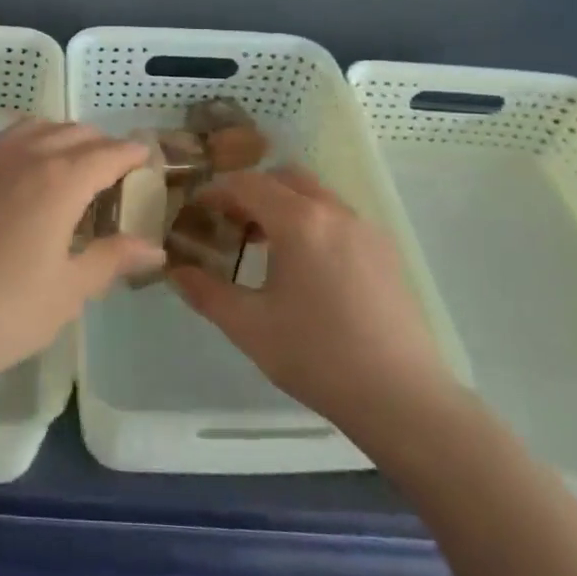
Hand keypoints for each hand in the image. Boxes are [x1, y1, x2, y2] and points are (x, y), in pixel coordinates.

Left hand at [0, 121, 163, 406]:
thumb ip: (113, 258)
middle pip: (75, 133)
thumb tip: (154, 248)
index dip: (133, 155)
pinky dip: (33, 142)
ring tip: (76, 171)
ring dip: (66, 138)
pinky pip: (9, 140)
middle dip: (103, 146)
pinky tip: (33, 177)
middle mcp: (27, 158)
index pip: (108, 153)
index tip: (148, 162)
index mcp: (60, 181)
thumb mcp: (70, 289)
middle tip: (117, 178)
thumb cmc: (7, 312)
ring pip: (39, 128)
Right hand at [169, 167, 458, 434]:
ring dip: (284, 205)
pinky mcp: (386, 251)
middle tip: (229, 224)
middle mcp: (334, 211)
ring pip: (315, 195)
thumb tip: (174, 271)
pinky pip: (339, 217)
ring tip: (264, 246)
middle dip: (252, 192)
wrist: (401, 397)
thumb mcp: (249, 326)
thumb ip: (206, 292)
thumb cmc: (316, 356)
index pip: (247, 184)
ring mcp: (366, 229)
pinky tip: (305, 267)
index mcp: (299, 221)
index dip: (215, 193)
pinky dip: (312, 222)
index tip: (196, 213)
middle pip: (284, 178)